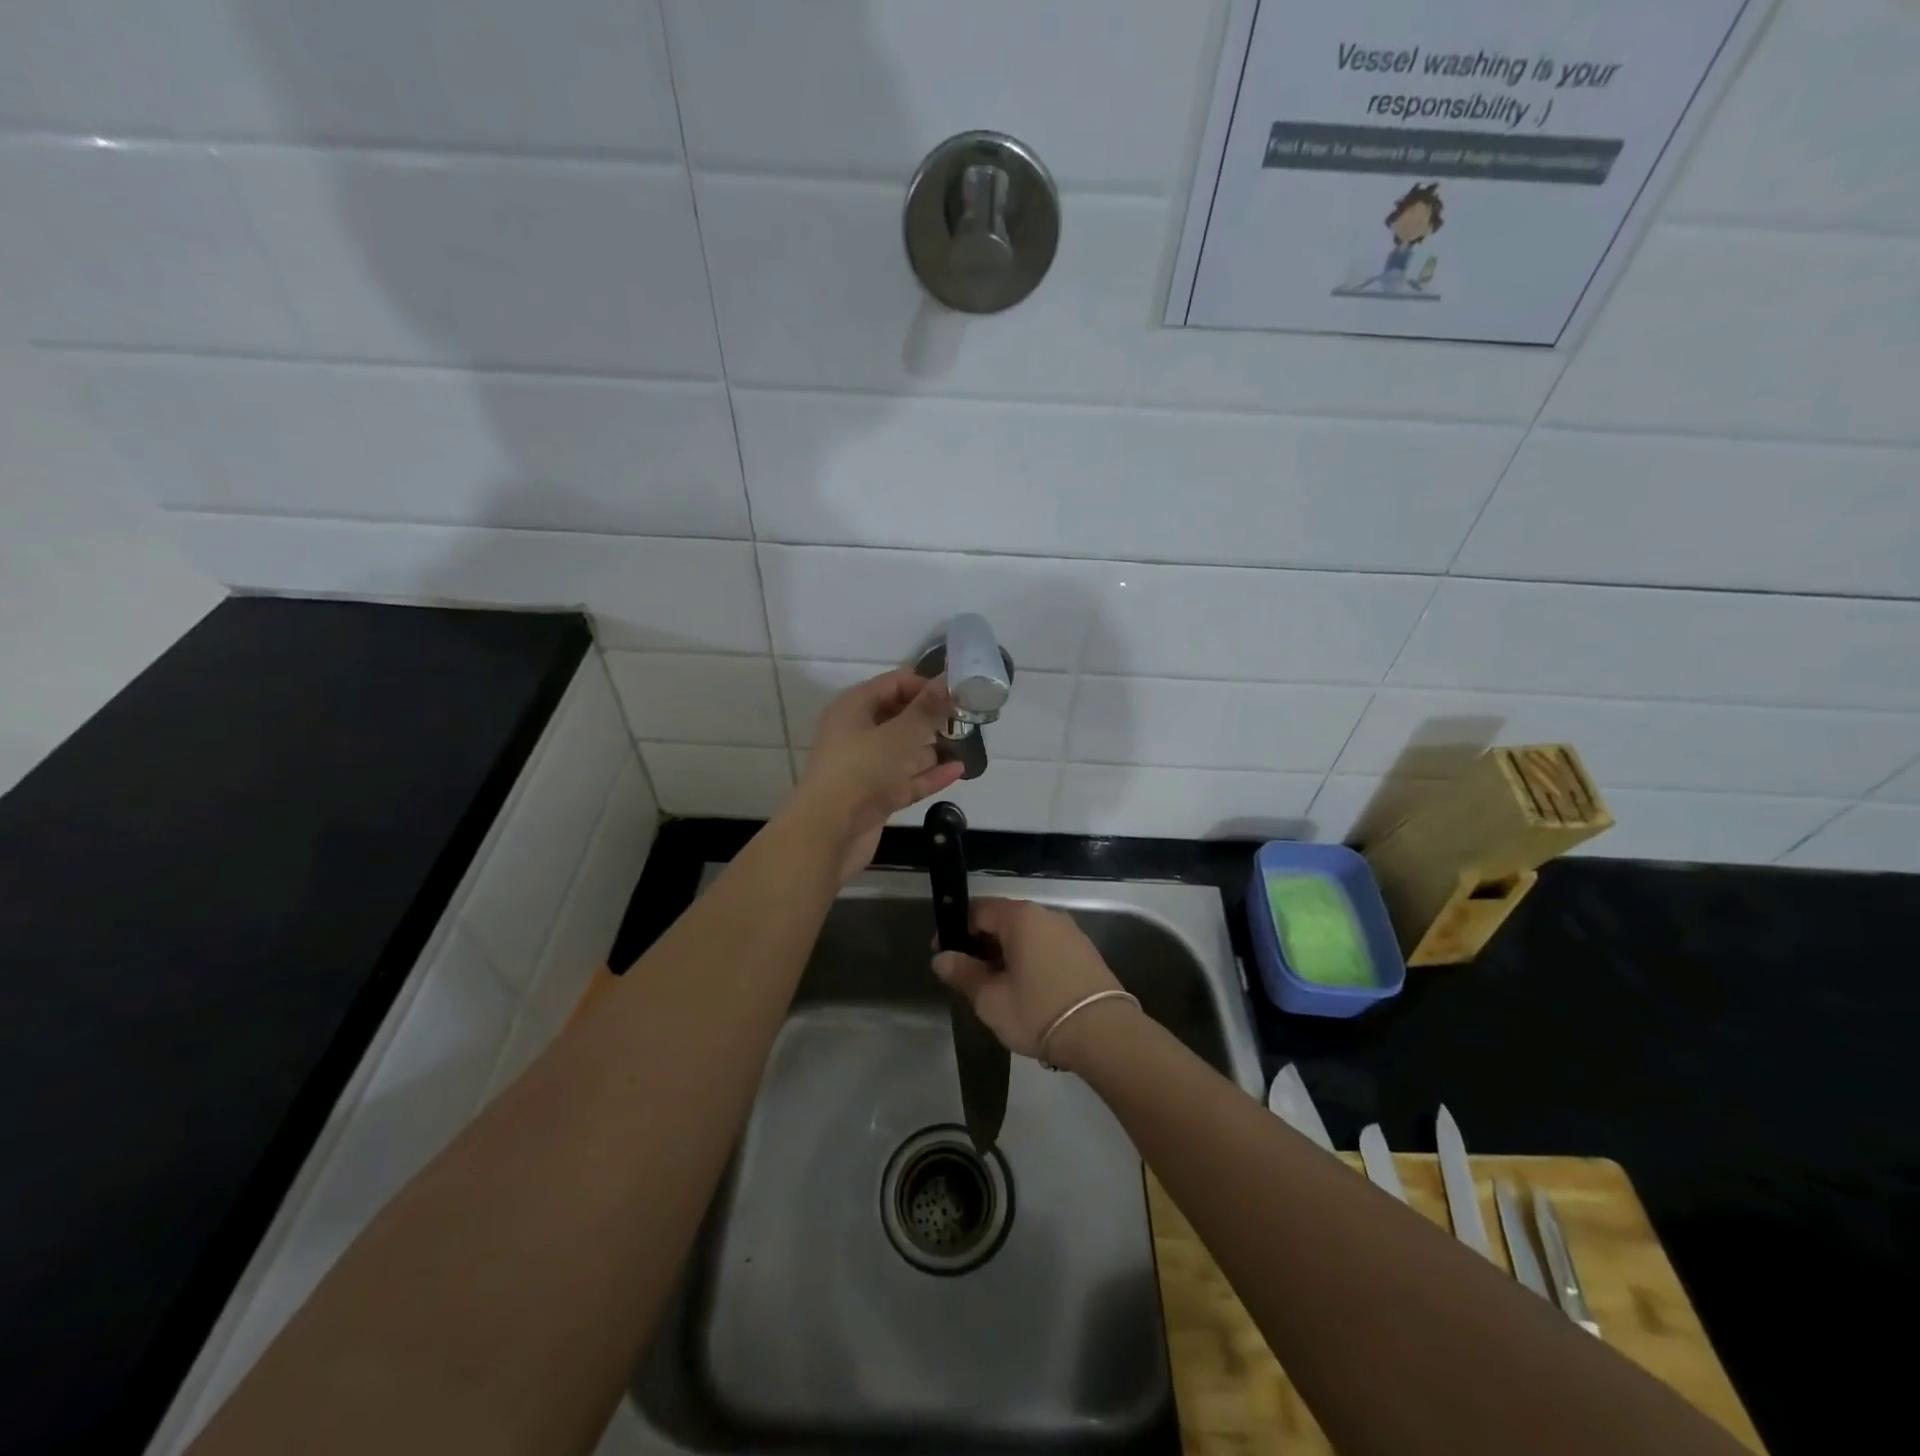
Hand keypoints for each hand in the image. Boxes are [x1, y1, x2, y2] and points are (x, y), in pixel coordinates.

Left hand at [793, 669, 965, 881]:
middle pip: (900, 716)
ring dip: (932, 747)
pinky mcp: (876, 796)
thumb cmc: (862, 772)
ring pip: (905, 751)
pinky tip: (958, 770)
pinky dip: (929, 774)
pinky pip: (907, 779)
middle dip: (932, 717)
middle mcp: (857, 733)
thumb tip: (948, 681)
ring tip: (968, 742)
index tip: (958, 694)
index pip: (894, 683)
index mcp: (854, 708)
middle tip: (967, 717)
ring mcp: (867, 767)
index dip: (926, 685)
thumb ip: (927, 710)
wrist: (828, 835)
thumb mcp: (899, 736)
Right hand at [931, 899, 1129, 1063]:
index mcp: (1020, 917)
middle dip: (982, 944)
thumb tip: (942, 958)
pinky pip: (1047, 947)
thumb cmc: (1039, 1011)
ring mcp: (1070, 932)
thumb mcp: (991, 999)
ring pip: (1027, 935)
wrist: (1105, 1034)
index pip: (978, 910)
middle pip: (1003, 920)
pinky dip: (1030, 960)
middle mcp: (1046, 915)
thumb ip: (964, 974)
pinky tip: (1028, 990)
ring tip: (997, 988)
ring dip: (1007, 954)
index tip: (945, 956)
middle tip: (969, 977)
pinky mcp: (1086, 952)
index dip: (956, 931)